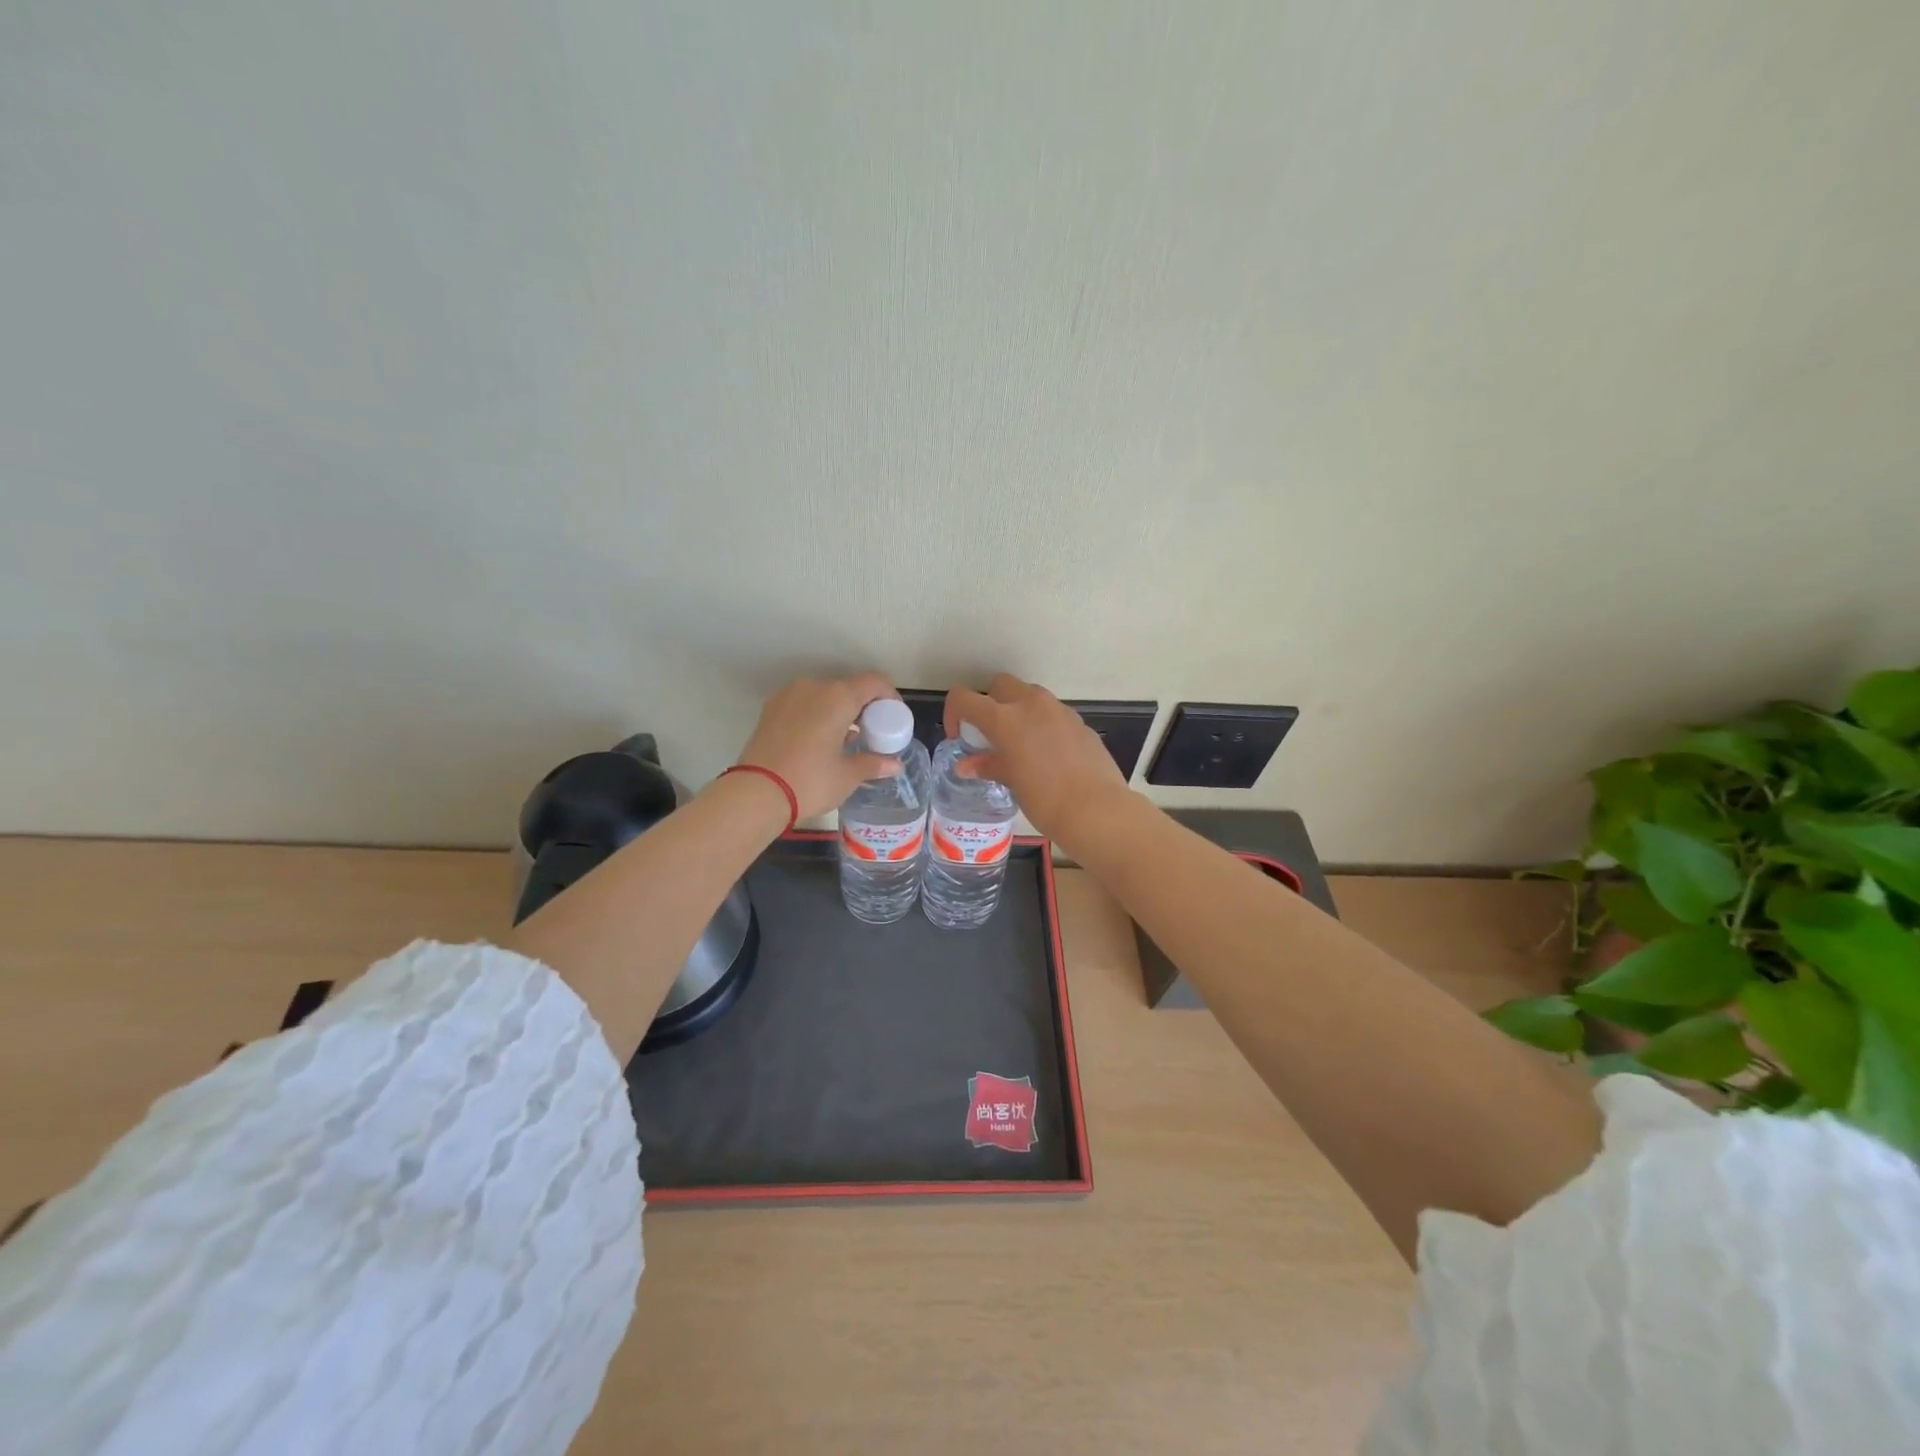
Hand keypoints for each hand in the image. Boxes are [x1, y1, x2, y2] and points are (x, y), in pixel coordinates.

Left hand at [736, 674, 901, 818]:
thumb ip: (874, 763)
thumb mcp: (848, 775)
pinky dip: (816, 715)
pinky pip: (803, 704)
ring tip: (843, 741)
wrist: (756, 793)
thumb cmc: (810, 781)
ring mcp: (788, 695)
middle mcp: (814, 687)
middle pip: (848, 688)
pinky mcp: (770, 708)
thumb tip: (895, 764)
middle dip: (863, 707)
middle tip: (870, 734)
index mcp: (839, 697)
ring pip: (823, 695)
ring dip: (838, 711)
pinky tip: (818, 741)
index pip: (874, 682)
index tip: (893, 718)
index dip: (889, 696)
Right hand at [943, 674, 1133, 845]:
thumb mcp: (1010, 781)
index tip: (959, 736)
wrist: (1095, 809)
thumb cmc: (1044, 799)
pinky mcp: (1079, 722)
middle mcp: (1031, 704)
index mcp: (1005, 718)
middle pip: (1000, 685)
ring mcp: (1059, 710)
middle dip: (989, 702)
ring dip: (1017, 709)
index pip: (965, 698)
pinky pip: (1053, 713)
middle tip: (989, 733)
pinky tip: (1047, 753)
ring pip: (1030, 694)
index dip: (954, 713)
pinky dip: (1042, 723)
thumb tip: (967, 765)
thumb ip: (988, 765)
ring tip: (1019, 743)